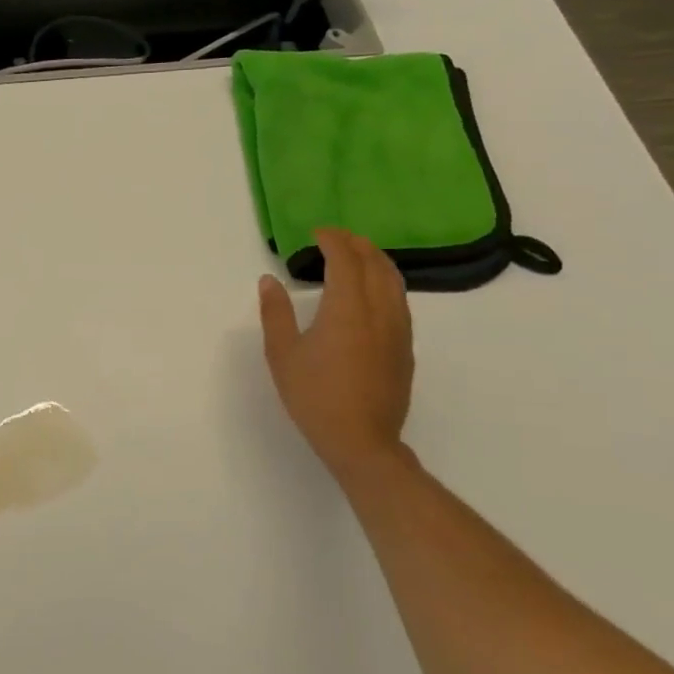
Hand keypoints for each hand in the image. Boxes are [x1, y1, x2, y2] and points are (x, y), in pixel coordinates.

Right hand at [257, 229, 414, 487]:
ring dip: (376, 260)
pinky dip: (385, 282)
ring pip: (393, 281)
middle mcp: (378, 311)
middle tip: (336, 237)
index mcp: (347, 308)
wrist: (362, 442)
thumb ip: (276, 313)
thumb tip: (269, 281)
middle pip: (375, 264)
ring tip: (358, 256)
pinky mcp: (405, 348)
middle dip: (357, 244)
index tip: (317, 232)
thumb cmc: (315, 397)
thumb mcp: (283, 354)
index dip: (333, 239)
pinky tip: (373, 293)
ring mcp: (397, 330)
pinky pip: (399, 301)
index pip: (345, 259)